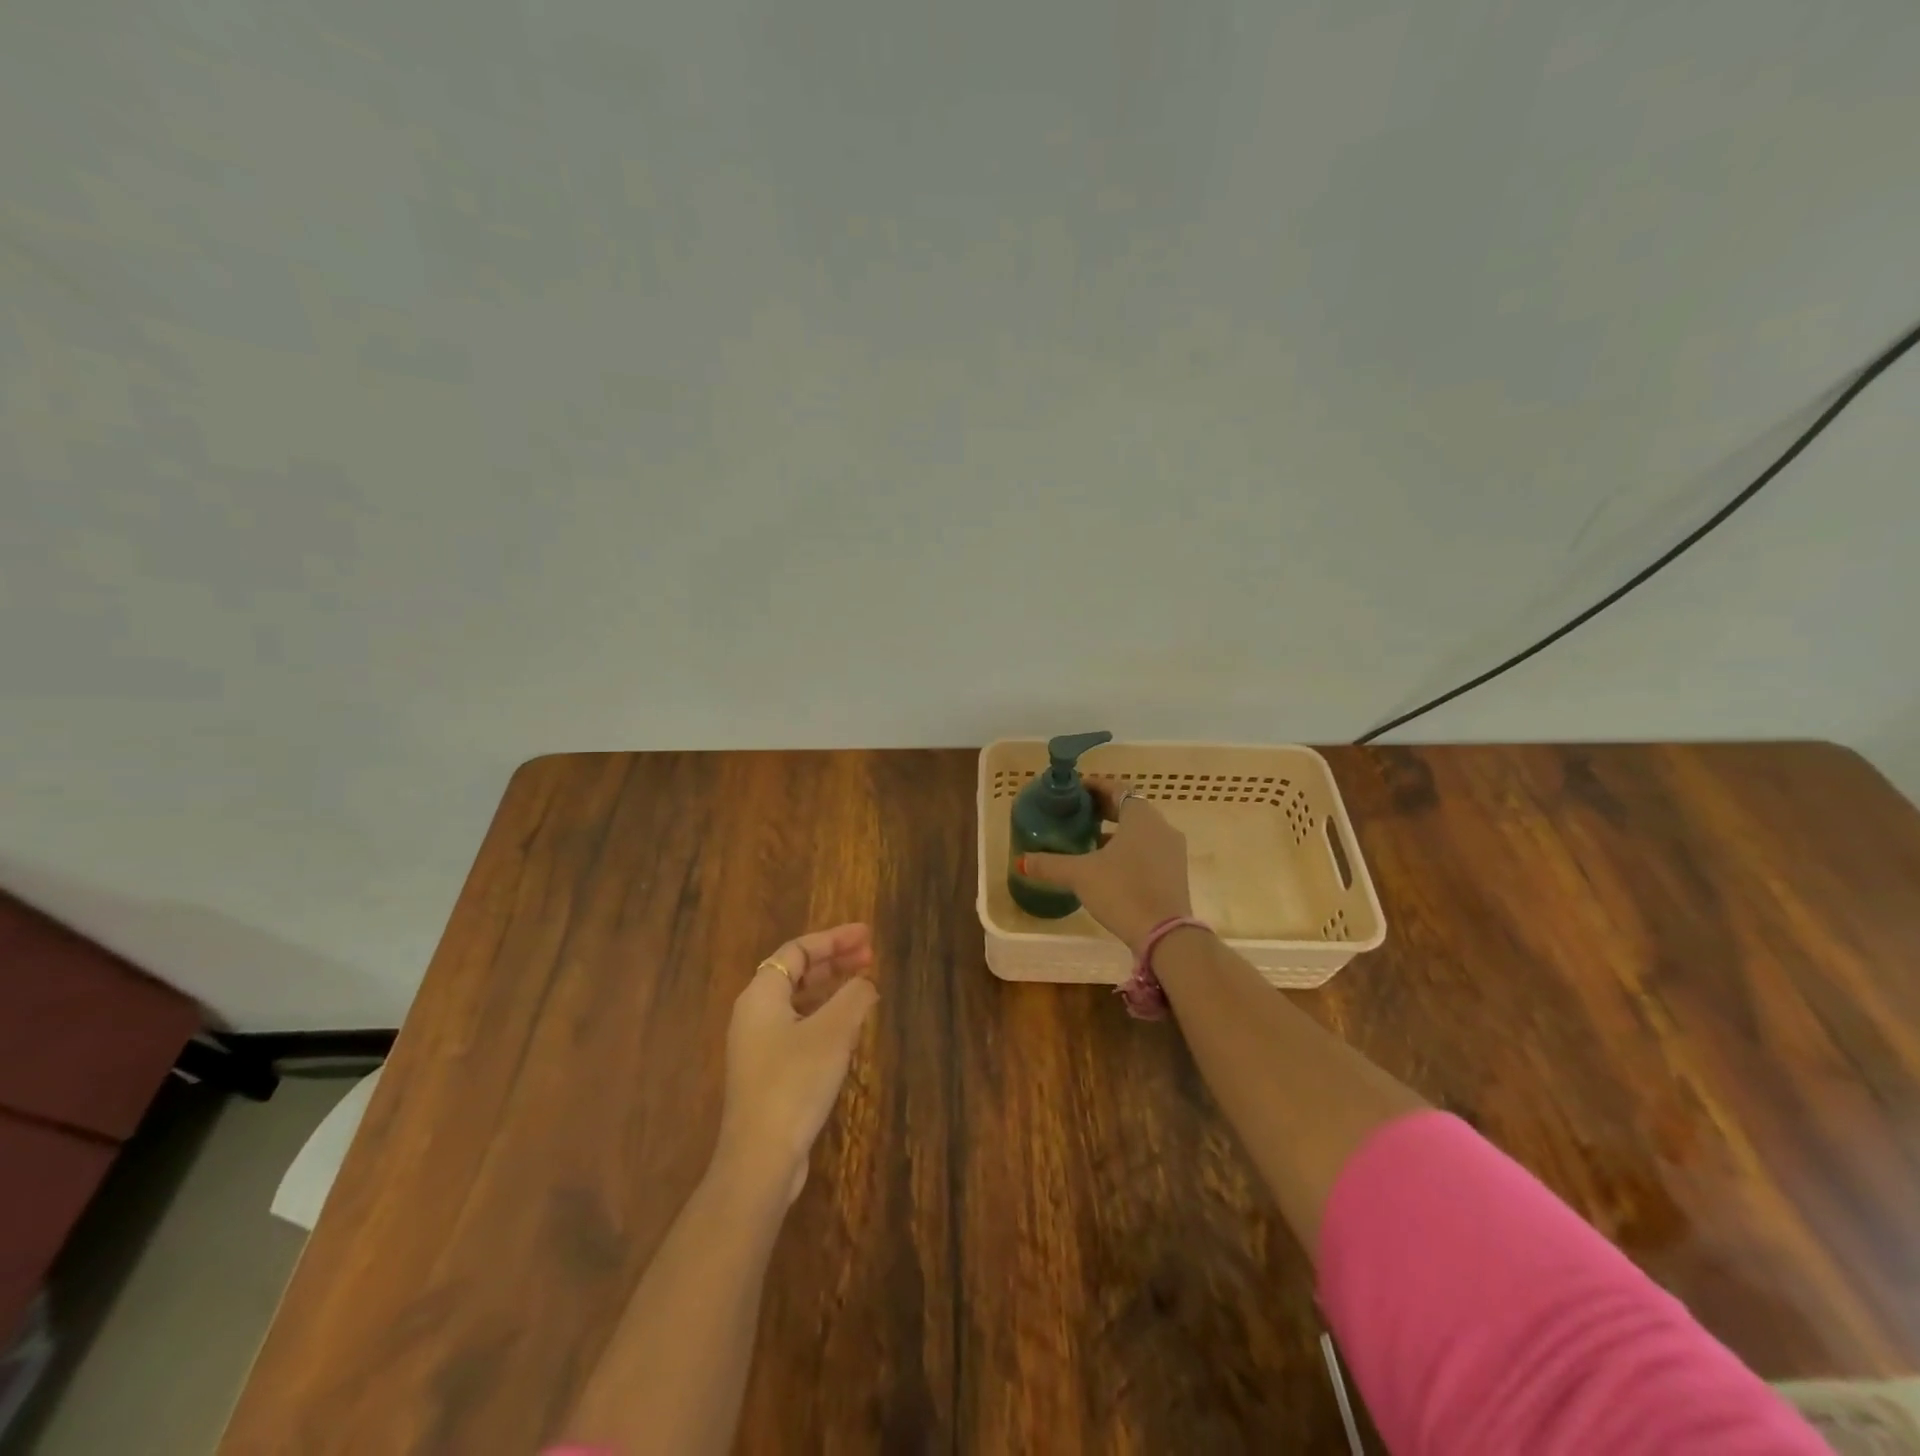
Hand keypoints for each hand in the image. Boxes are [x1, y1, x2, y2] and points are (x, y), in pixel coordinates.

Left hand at [716, 923, 878, 1202]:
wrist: (760, 1158)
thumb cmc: (794, 1082)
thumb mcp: (833, 1033)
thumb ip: (854, 998)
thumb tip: (866, 983)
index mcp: (761, 995)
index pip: (798, 950)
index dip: (834, 939)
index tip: (867, 935)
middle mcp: (754, 1014)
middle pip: (796, 973)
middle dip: (834, 961)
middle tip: (871, 956)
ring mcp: (758, 1045)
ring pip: (798, 1001)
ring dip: (831, 989)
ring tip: (864, 985)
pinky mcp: (767, 1073)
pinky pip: (798, 1027)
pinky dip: (824, 1016)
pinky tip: (848, 1027)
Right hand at [1022, 780, 1192, 953]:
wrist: (1164, 935)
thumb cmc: (1122, 891)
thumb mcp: (1080, 875)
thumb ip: (1050, 865)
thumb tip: (1022, 860)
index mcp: (1141, 817)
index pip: (1117, 788)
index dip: (1095, 787)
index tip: (1076, 791)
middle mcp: (1161, 827)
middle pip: (1130, 808)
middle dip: (1104, 809)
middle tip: (1077, 814)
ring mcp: (1172, 851)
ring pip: (1141, 831)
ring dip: (1116, 831)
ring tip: (1089, 840)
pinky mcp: (1175, 873)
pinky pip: (1149, 850)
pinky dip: (1129, 849)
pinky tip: (1108, 866)